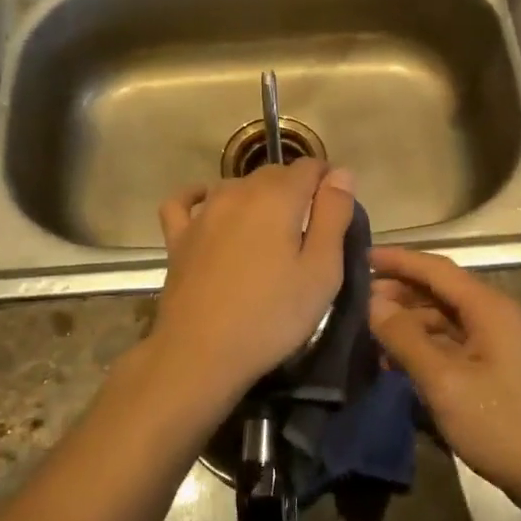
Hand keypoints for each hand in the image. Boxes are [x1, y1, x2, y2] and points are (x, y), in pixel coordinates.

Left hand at [145, 161, 356, 418]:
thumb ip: (334, 215)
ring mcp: (203, 213)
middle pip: (274, 174)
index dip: (328, 182)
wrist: (201, 353)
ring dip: (258, 197)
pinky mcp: (178, 237)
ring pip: (236, 185)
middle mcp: (238, 192)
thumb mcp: (322, 270)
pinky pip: (186, 202)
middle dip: (296, 190)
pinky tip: (209, 206)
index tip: (337, 212)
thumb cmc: (272, 316)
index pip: (309, 166)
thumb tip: (341, 172)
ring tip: (270, 232)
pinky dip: (200, 196)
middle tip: (309, 231)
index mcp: (277, 197)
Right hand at [369, 247, 520, 510]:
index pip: (436, 268)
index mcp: (490, 308)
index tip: (361, 256)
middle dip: (400, 291)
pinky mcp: (497, 363)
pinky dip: (425, 343)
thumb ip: (405, 338)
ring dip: (410, 320)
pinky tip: (398, 360)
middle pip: (441, 289)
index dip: (398, 259)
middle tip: (358, 300)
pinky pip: (454, 340)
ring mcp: (499, 340)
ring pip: (445, 316)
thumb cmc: (499, 425)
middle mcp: (497, 314)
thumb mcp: (444, 382)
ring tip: (371, 332)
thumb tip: (373, 301)